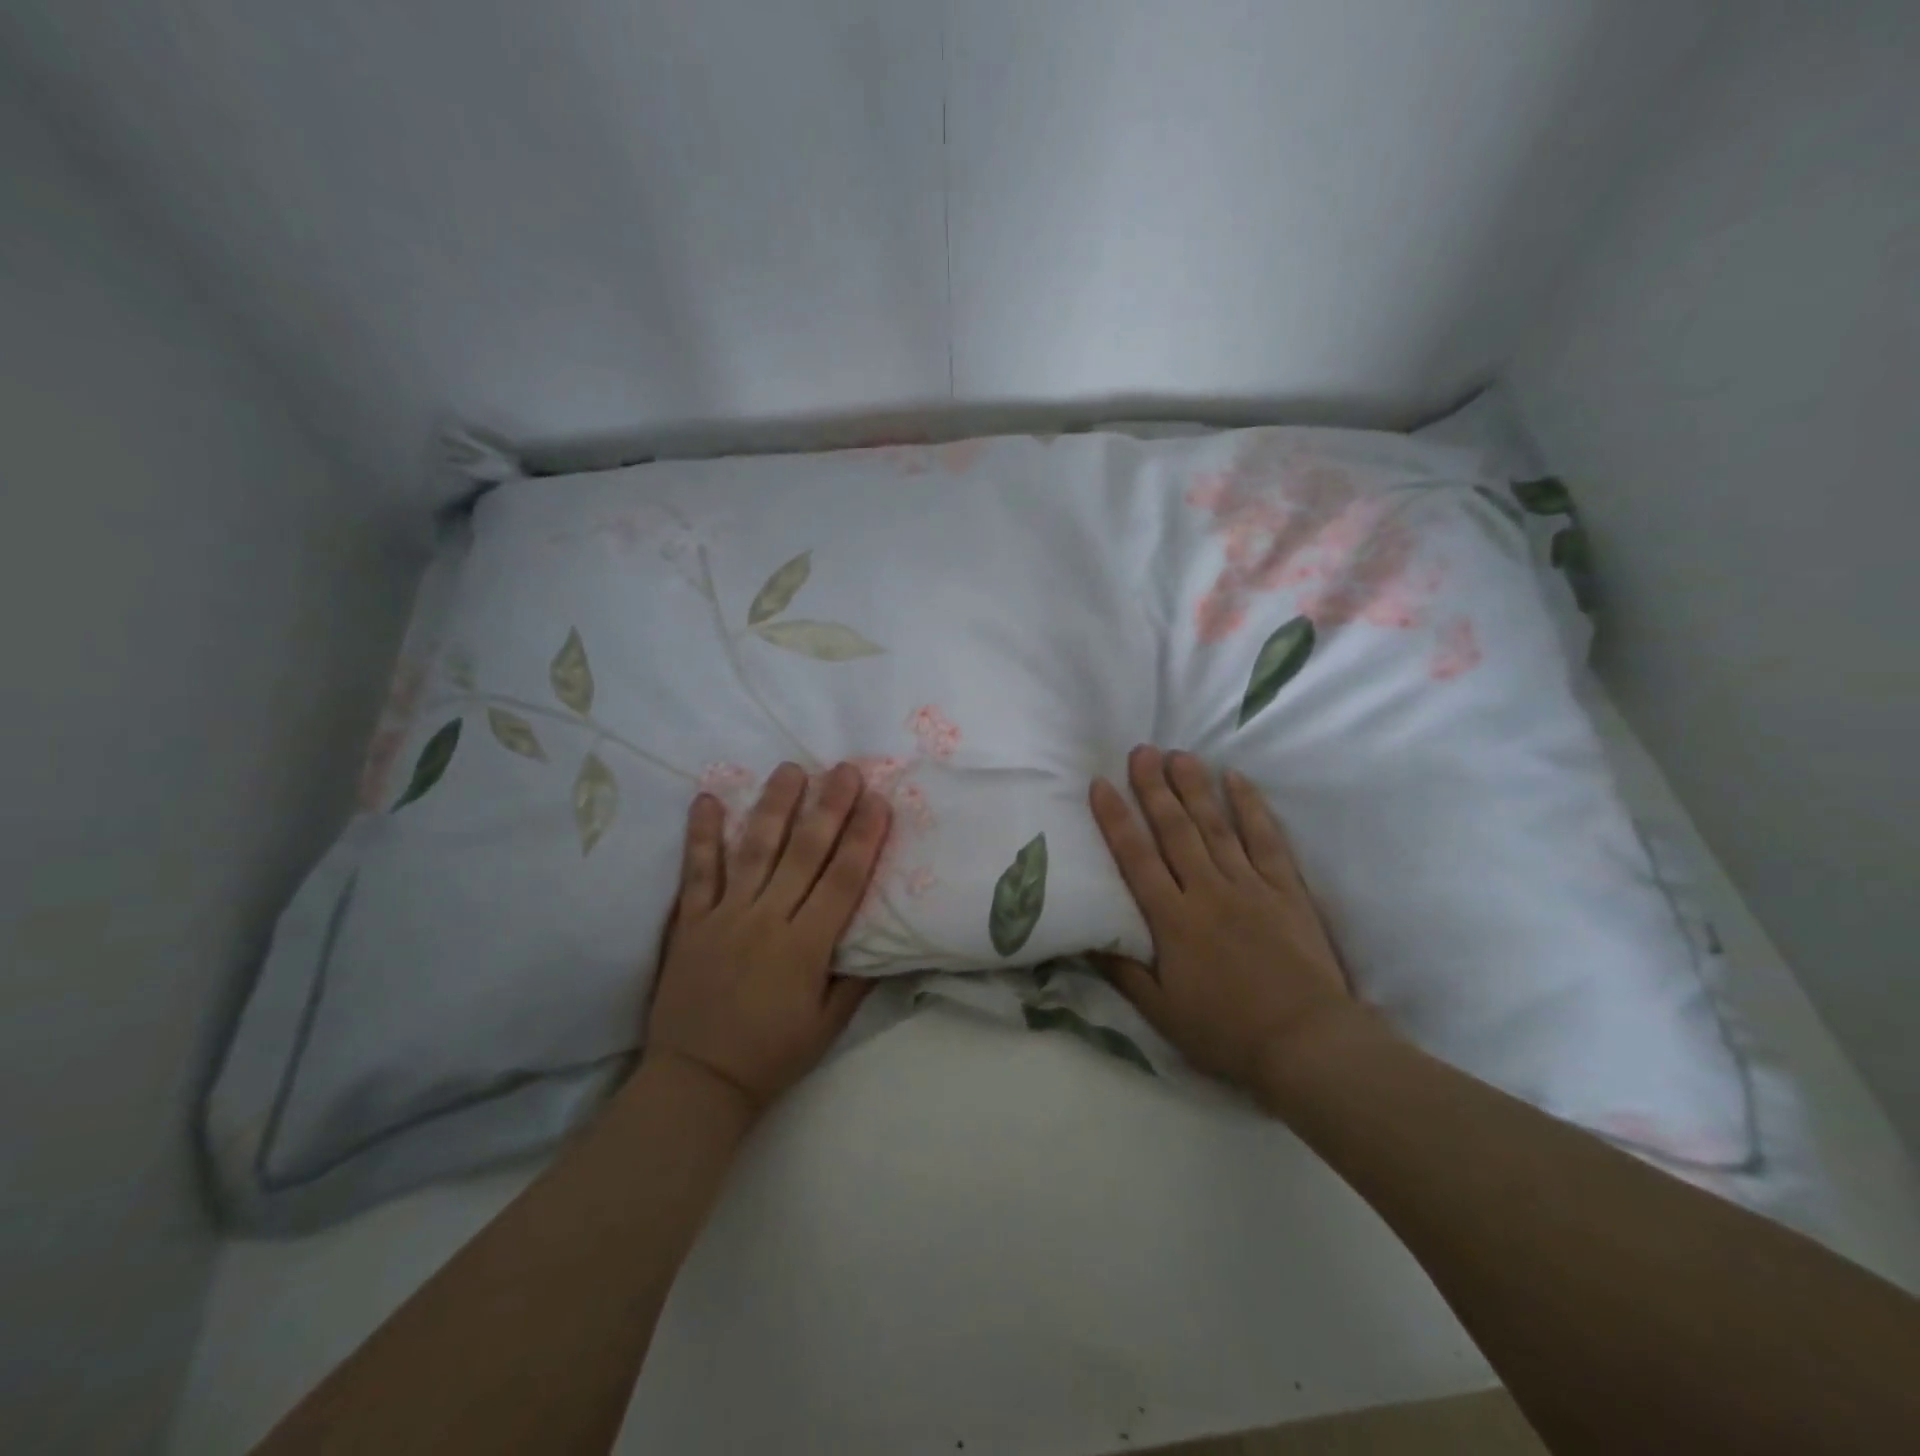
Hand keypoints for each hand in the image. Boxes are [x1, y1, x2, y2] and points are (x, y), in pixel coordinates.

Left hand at [644, 761, 887, 1114]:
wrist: (696, 1081)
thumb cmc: (770, 1055)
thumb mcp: (828, 1026)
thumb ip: (856, 978)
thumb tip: (883, 938)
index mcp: (805, 948)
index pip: (843, 881)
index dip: (863, 838)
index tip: (879, 801)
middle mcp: (767, 921)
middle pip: (804, 854)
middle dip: (828, 808)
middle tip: (845, 770)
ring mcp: (724, 916)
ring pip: (754, 851)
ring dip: (775, 807)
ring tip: (790, 769)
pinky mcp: (691, 922)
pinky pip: (697, 872)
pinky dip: (702, 835)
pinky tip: (708, 799)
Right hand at [1089, 746, 1356, 1095]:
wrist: (1306, 1044)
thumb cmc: (1226, 1032)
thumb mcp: (1161, 1011)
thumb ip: (1122, 970)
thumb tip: (1088, 937)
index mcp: (1172, 920)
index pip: (1135, 858)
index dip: (1115, 819)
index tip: (1100, 784)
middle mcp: (1207, 891)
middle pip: (1175, 830)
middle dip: (1155, 788)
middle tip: (1142, 750)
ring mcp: (1249, 886)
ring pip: (1216, 826)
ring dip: (1195, 788)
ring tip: (1179, 754)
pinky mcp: (1286, 890)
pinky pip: (1266, 839)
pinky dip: (1251, 808)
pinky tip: (1237, 780)